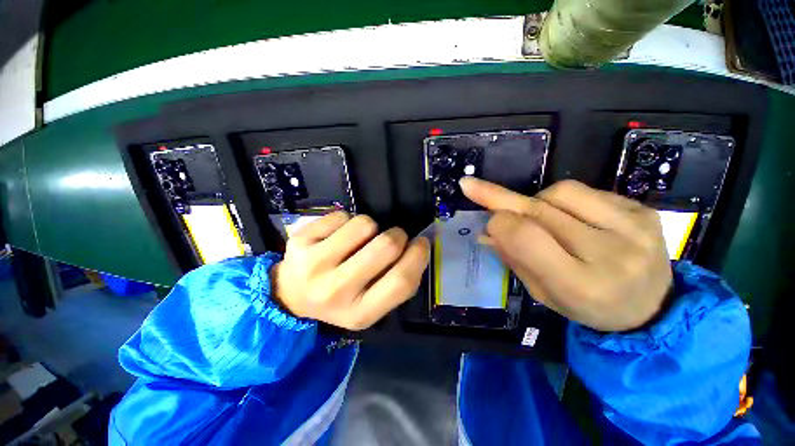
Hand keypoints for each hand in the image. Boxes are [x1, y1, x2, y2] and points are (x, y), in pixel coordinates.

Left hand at [271, 212, 430, 329]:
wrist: (291, 295)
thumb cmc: (340, 299)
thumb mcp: (372, 304)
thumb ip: (398, 281)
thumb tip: (418, 246)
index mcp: (359, 313)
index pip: (401, 281)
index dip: (418, 256)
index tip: (421, 243)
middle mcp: (335, 291)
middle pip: (385, 246)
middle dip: (397, 235)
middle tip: (392, 238)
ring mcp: (314, 264)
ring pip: (364, 224)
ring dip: (370, 227)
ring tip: (359, 240)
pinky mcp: (300, 241)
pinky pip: (342, 215)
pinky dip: (347, 221)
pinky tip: (337, 236)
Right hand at [460, 177, 671, 331]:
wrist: (653, 308)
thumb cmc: (588, 306)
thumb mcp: (542, 293)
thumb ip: (513, 258)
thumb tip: (487, 230)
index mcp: (580, 285)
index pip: (525, 237)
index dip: (499, 223)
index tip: (486, 219)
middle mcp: (610, 253)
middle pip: (539, 210)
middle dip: (501, 199)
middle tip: (472, 186)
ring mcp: (632, 228)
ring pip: (559, 192)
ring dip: (537, 201)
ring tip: (540, 217)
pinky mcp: (642, 210)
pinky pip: (585, 191)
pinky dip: (562, 199)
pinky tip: (569, 216)